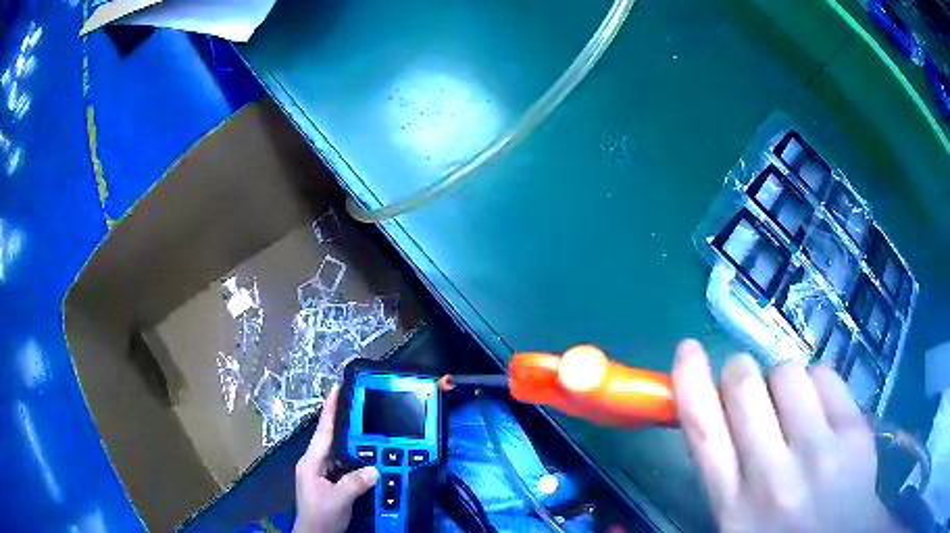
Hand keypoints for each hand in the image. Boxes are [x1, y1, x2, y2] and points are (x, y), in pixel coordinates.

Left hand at [294, 385, 378, 532]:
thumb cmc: (320, 516)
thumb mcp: (338, 500)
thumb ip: (354, 483)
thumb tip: (374, 469)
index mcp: (311, 462)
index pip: (322, 432)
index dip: (330, 410)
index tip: (337, 389)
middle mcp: (316, 463)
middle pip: (332, 438)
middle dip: (345, 422)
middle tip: (362, 405)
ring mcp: (323, 473)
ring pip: (341, 452)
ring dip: (354, 441)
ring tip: (370, 427)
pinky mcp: (331, 481)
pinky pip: (346, 464)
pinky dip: (357, 458)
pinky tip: (369, 455)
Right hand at [672, 340, 900, 531]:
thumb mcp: (738, 525)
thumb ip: (726, 478)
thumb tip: (720, 420)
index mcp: (734, 506)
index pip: (704, 432)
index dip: (690, 383)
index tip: (687, 350)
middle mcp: (773, 476)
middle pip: (745, 388)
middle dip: (740, 372)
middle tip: (748, 383)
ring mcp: (818, 451)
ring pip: (787, 373)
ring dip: (782, 382)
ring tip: (793, 407)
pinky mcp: (854, 432)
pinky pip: (825, 375)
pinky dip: (817, 382)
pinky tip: (822, 410)